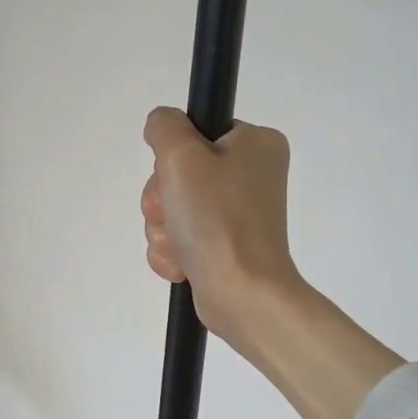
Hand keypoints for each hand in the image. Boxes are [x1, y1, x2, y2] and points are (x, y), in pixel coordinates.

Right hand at [142, 106, 404, 418]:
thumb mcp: (183, 157)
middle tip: (175, 215)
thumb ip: (165, 126)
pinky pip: (181, 238)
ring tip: (181, 246)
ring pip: (173, 208)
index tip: (176, 176)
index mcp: (256, 144)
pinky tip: (182, 264)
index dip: (174, 156)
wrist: (242, 293)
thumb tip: (162, 125)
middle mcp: (251, 175)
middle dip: (164, 201)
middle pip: (179, 173)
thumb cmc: (218, 220)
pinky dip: (173, 251)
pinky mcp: (225, 246)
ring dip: (164, 229)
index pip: (195, 132)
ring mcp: (238, 214)